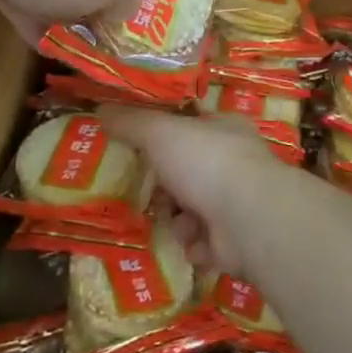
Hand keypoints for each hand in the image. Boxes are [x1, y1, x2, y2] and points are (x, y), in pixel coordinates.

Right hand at [99, 107, 285, 276]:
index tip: (141, 150)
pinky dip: (193, 244)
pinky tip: (191, 242)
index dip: (165, 139)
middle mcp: (235, 164)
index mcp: (224, 129)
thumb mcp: (160, 132)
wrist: (250, 220)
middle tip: (150, 193)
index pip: (192, 128)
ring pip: (193, 210)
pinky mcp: (236, 242)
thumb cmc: (205, 162)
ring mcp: (238, 204)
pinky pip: (202, 243)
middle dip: (166, 187)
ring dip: (178, 218)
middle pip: (188, 172)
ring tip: (175, 221)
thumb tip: (101, 108)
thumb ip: (131, 122)